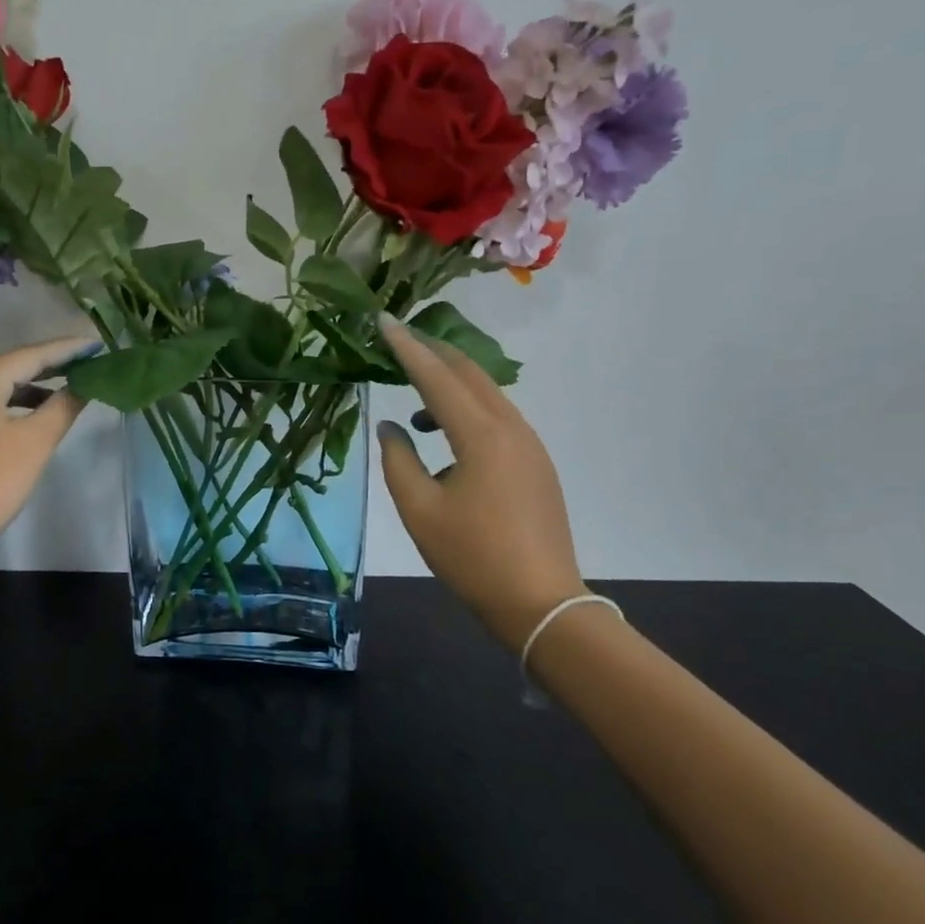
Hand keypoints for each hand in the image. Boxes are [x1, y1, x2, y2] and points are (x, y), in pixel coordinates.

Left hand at [0, 335, 97, 565]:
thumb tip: (85, 384)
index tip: (97, 343)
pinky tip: (39, 413)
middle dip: (53, 364)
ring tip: (73, 384)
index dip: (66, 349)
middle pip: (14, 367)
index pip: (30, 355)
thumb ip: (63, 407)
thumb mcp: (34, 443)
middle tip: (90, 359)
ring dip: (36, 386)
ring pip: (2, 387)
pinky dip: (19, 404)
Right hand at [375, 314, 586, 645]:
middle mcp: (512, 428)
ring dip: (451, 385)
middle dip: (434, 353)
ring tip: (414, 399)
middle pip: (470, 374)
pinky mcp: (537, 464)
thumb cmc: (473, 557)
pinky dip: (468, 411)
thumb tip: (391, 427)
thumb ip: (398, 460)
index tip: (384, 320)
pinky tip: (445, 436)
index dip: (407, 347)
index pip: (437, 377)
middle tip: (399, 342)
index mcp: (482, 435)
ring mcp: (530, 445)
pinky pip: (498, 419)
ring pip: (487, 395)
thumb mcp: (420, 510)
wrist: (540, 603)